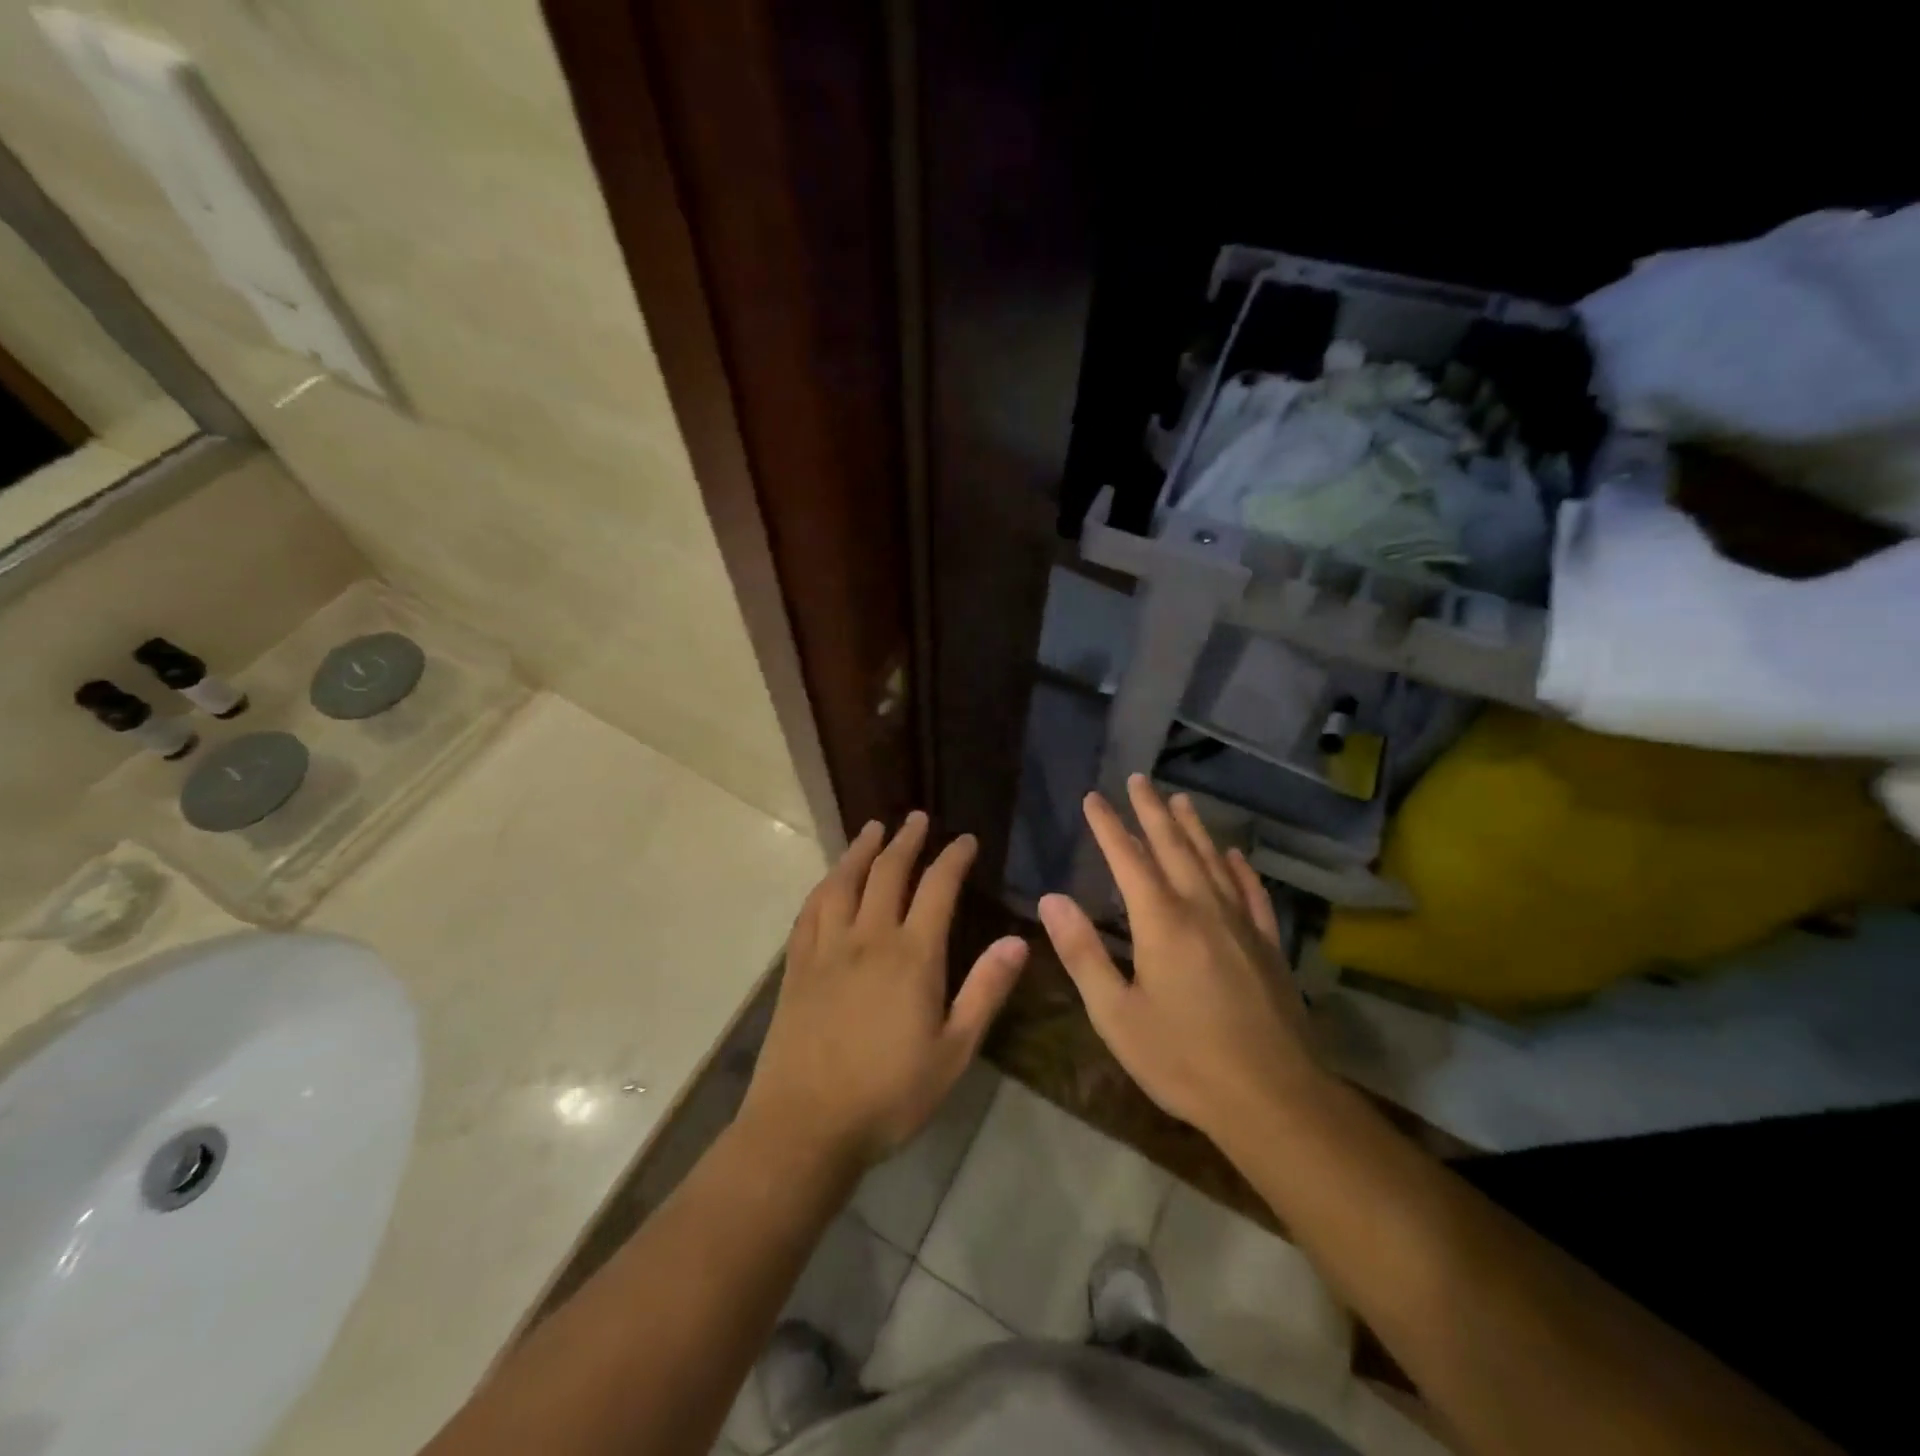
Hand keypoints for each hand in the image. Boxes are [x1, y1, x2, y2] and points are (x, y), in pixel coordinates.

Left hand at [740, 812, 1028, 1172]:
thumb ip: (985, 991)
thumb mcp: (953, 1051)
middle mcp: (868, 938)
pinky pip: (810, 910)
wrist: (805, 1125)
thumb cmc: (889, 1094)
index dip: (953, 858)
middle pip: (888, 873)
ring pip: (843, 882)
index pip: (937, 888)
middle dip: (906, 840)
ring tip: (873, 829)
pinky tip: (830, 879)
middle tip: (917, 818)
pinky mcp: (797, 966)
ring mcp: (827, 949)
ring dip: (861, 850)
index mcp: (912, 956)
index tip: (965, 839)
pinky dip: (825, 884)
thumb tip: (1018, 941)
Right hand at [1037, 776, 1318, 1140]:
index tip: (1093, 798)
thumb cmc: (1183, 1059)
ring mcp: (1241, 923)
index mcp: (1161, 921)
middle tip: (1138, 779)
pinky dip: (1239, 868)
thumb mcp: (1116, 1014)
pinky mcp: (1268, 944)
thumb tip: (1051, 899)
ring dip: (1194, 827)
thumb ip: (1083, 952)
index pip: (1128, 858)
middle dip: (1152, 810)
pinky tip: (1234, 856)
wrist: (1274, 1098)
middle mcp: (1202, 908)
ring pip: (1213, 860)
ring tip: (1180, 799)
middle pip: (1174, 846)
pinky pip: (1252, 892)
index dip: (1108, 826)